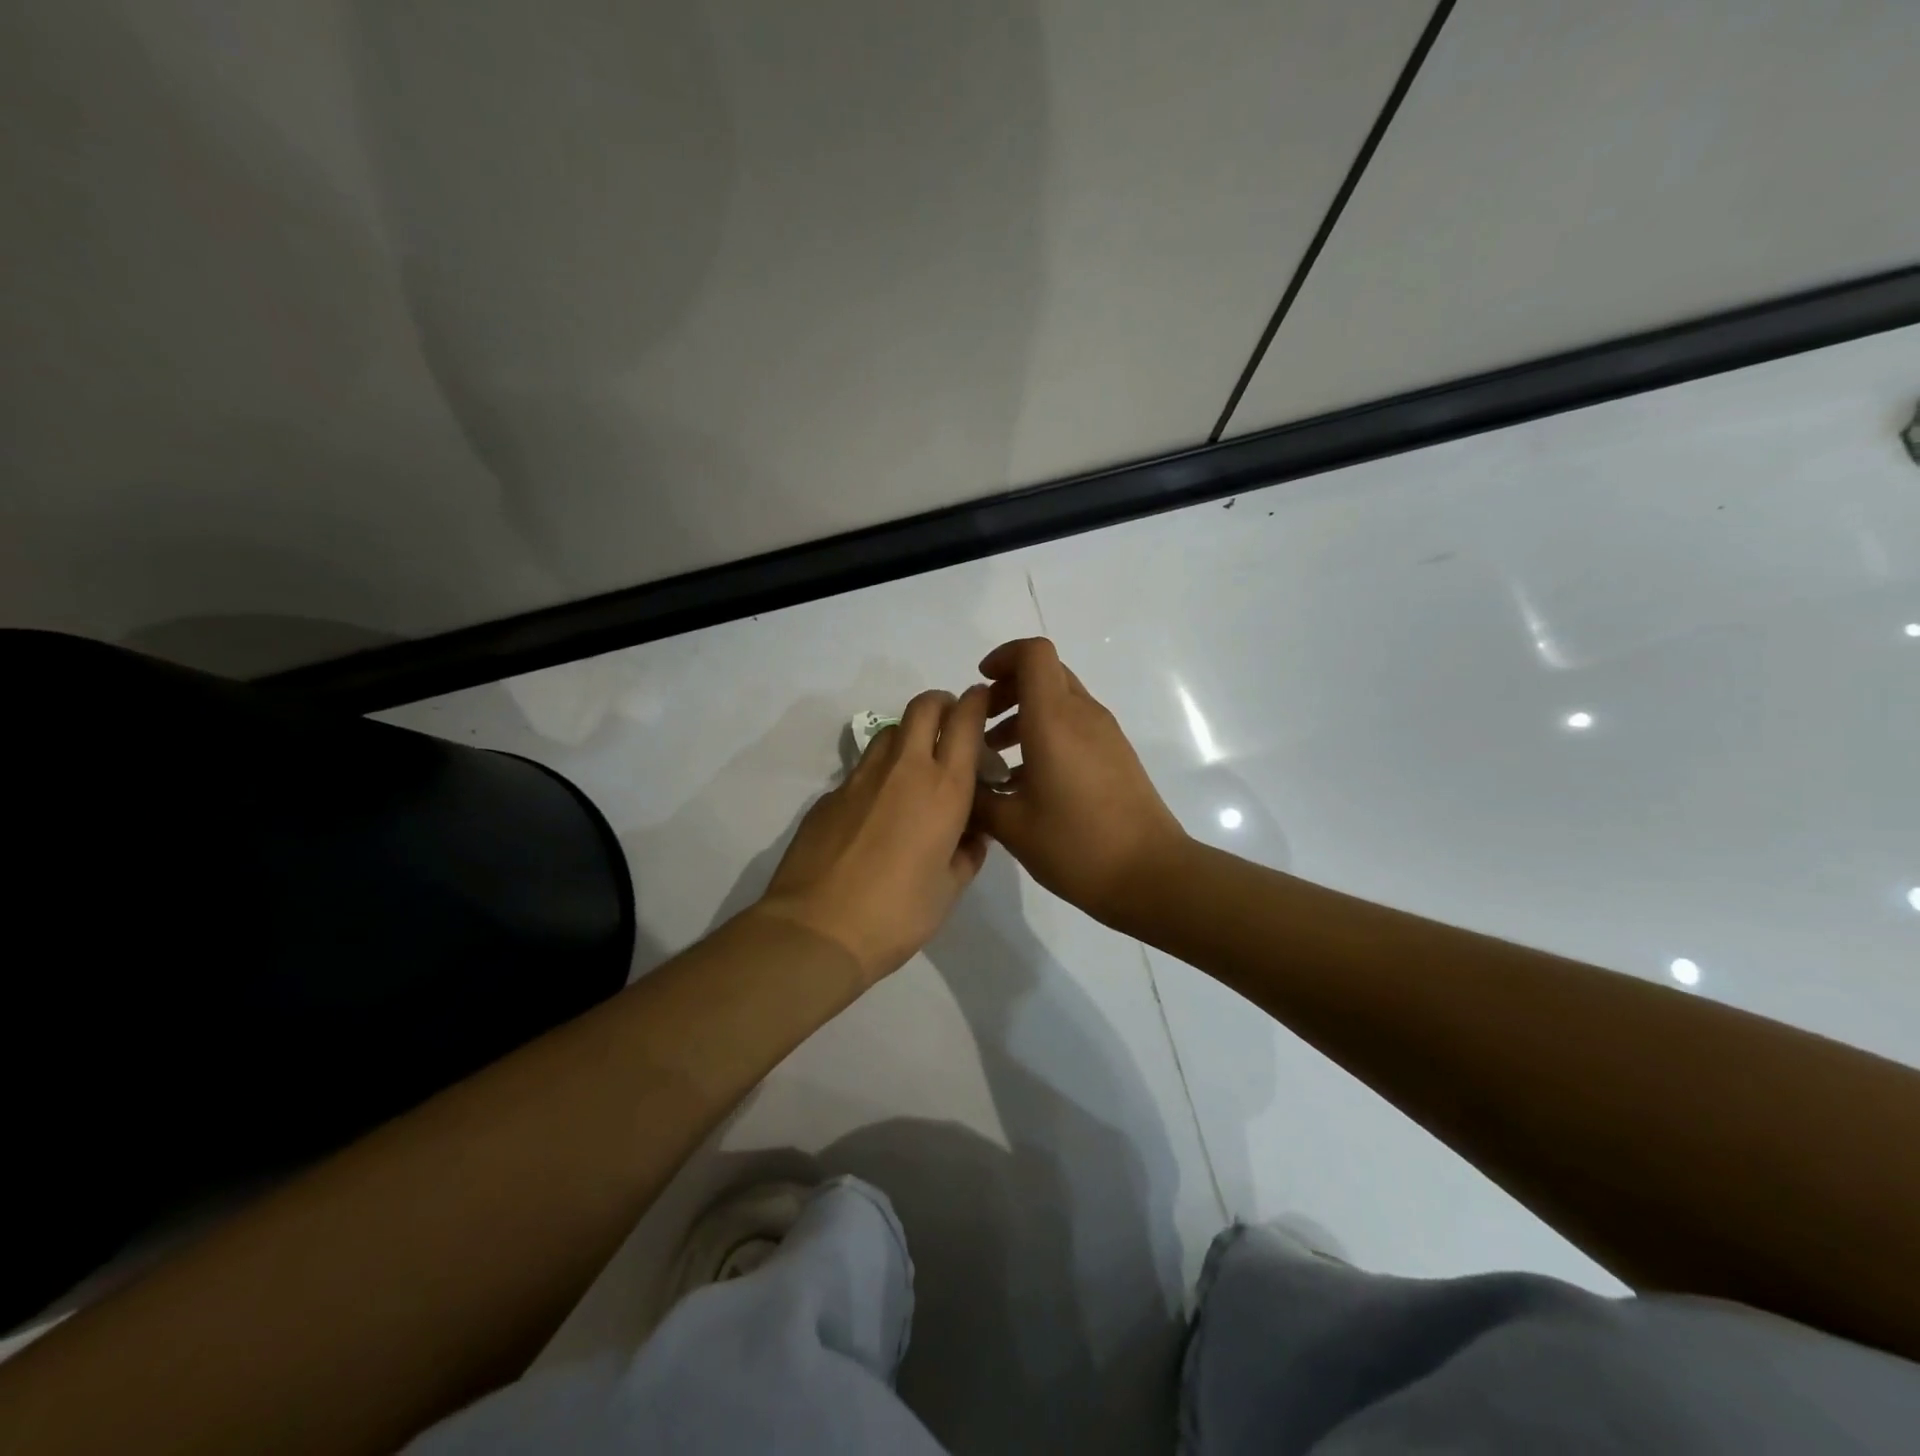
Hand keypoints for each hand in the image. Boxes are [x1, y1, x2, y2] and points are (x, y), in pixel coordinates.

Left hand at [754, 686, 991, 984]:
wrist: (818, 929)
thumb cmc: (898, 913)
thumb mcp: (950, 890)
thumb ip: (968, 854)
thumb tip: (972, 836)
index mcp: (944, 788)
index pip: (965, 721)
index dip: (976, 702)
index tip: (981, 702)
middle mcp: (904, 769)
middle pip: (923, 706)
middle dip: (941, 704)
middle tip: (950, 726)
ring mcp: (861, 778)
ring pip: (890, 732)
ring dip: (909, 735)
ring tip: (916, 768)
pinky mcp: (830, 795)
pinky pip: (862, 769)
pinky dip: (879, 774)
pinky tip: (878, 811)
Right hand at [970, 638, 1186, 926]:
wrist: (1150, 875)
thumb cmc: (1076, 845)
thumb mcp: (1011, 826)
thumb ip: (977, 797)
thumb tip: (960, 780)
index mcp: (1054, 720)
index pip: (1033, 654)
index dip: (1003, 657)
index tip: (980, 686)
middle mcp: (1083, 715)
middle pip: (1046, 673)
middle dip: (1009, 688)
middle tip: (982, 724)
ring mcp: (1105, 734)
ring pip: (1061, 700)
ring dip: (1026, 714)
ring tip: (998, 757)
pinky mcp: (1117, 755)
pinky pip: (1076, 725)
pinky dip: (1047, 734)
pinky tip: (1028, 781)